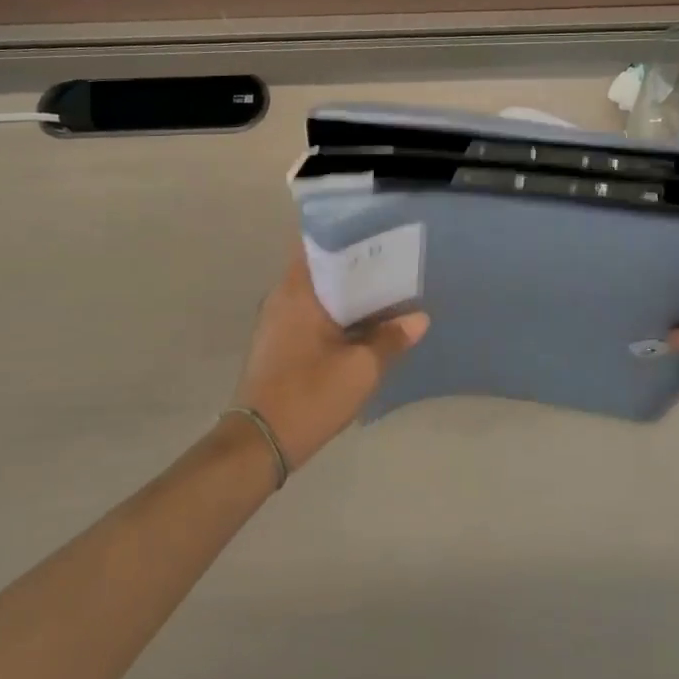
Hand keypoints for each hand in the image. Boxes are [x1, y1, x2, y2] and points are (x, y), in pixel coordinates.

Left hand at [233, 252, 428, 469]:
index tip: (378, 234)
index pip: (320, 244)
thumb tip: (419, 319)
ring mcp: (277, 321)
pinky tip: (364, 324)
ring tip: (387, 291)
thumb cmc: (310, 396)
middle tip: (394, 264)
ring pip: (320, 294)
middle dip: (357, 267)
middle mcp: (283, 297)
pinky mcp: (279, 342)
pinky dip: (336, 314)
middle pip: (323, 269)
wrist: (260, 444)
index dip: (350, 236)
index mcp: (298, 291)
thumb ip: (391, 339)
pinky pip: (312, 314)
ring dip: (349, 294)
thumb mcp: (361, 369)